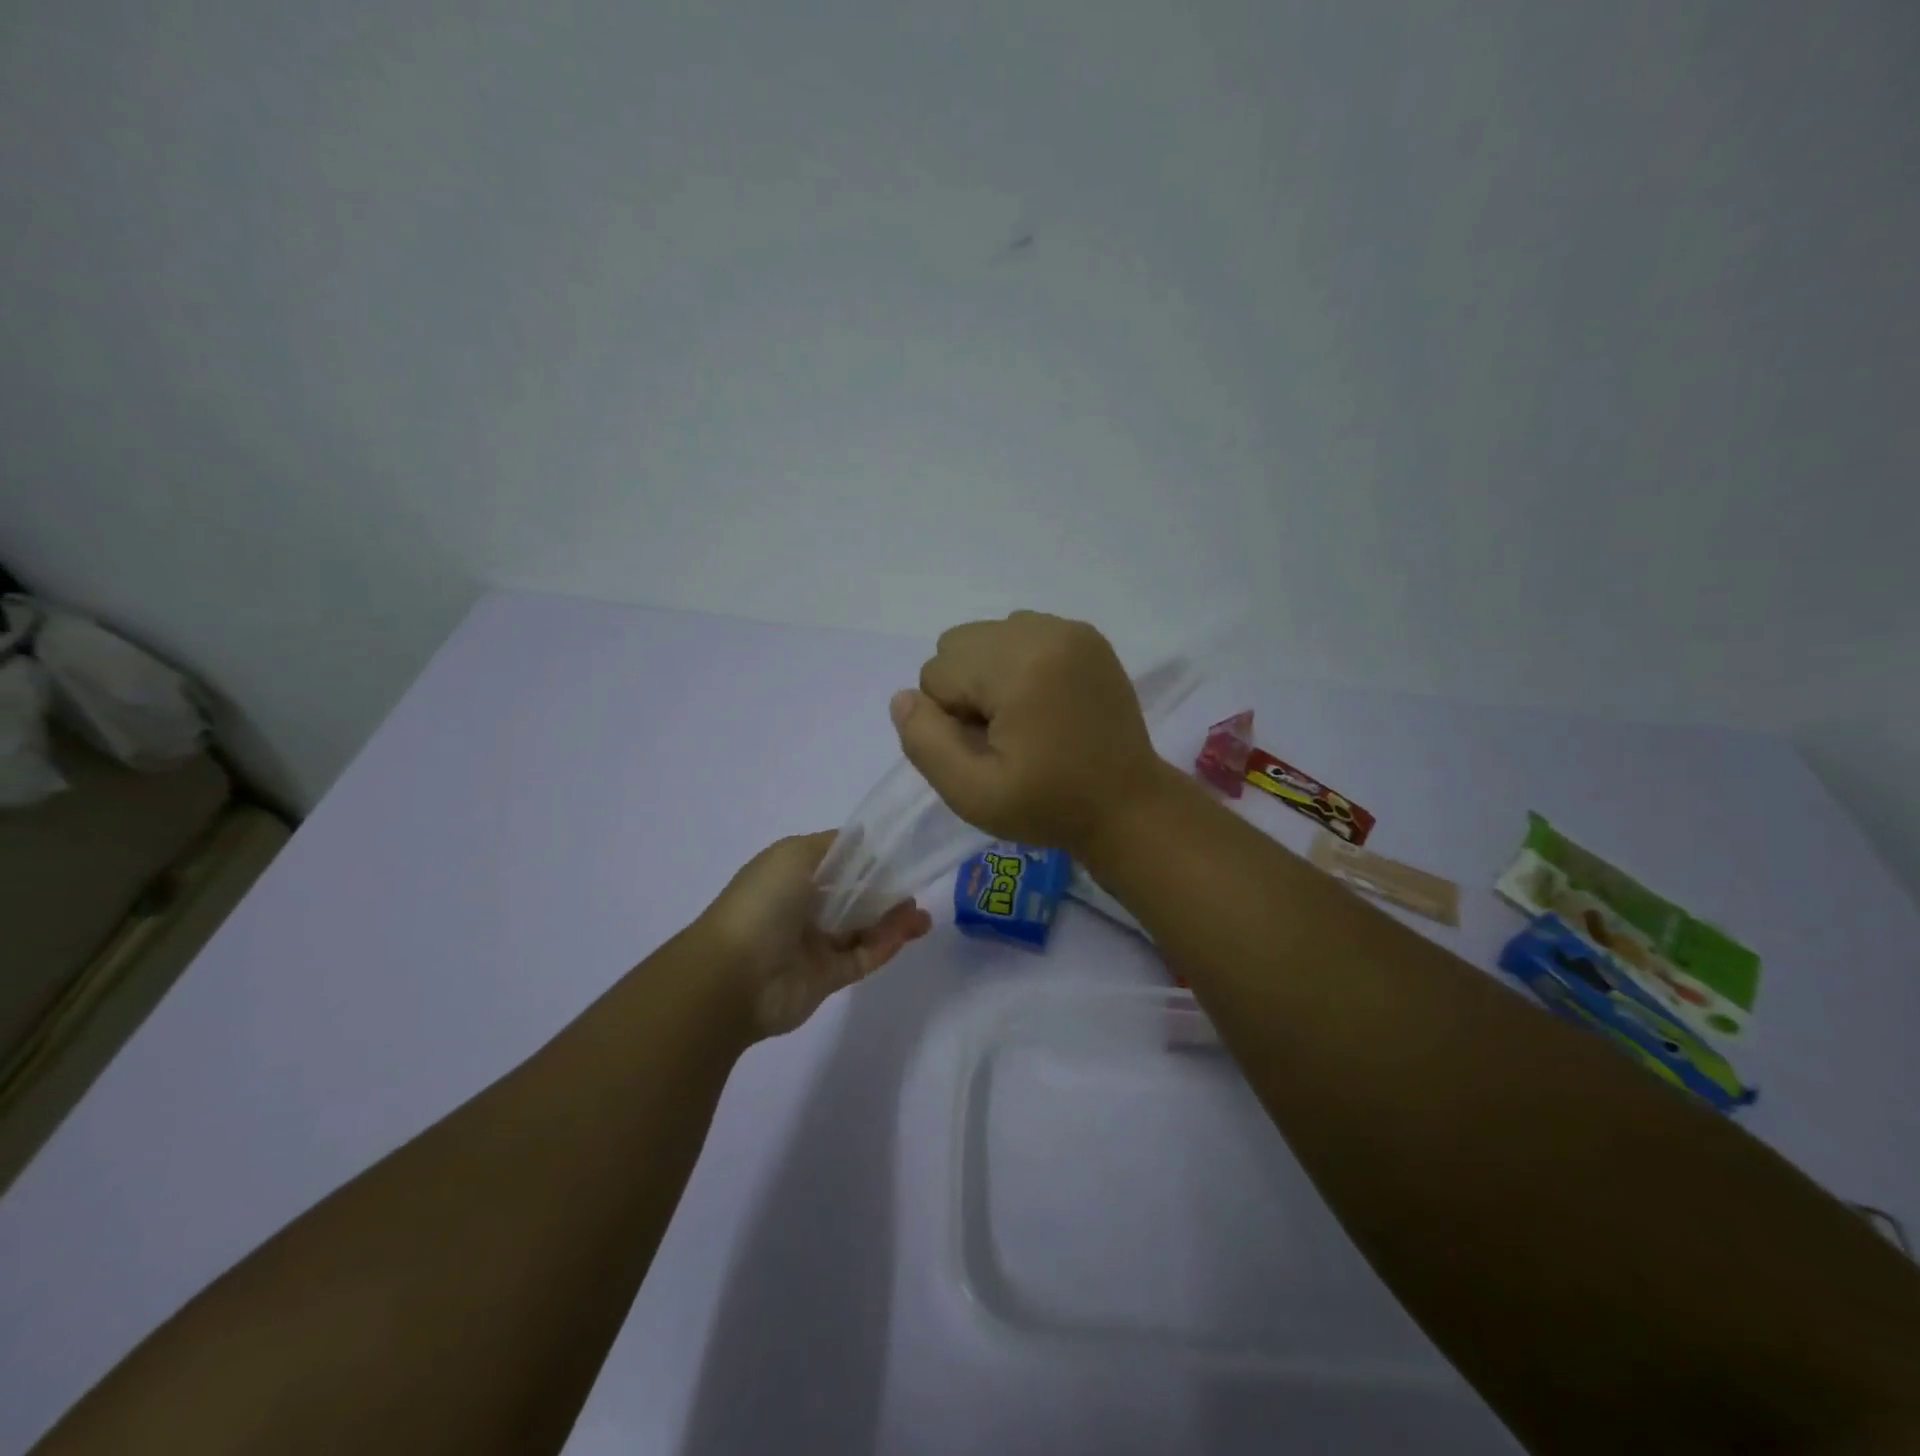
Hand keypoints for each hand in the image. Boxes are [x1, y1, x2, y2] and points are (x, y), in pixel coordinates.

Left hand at [697, 831, 932, 1038]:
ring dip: (892, 920)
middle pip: (853, 896)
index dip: (866, 857)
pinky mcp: (827, 978)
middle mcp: (802, 908)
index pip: (836, 862)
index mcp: (791, 876)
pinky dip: (886, 945)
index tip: (899, 853)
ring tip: (921, 914)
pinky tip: (909, 932)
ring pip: (862, 929)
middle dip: (885, 890)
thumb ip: (833, 846)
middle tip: (915, 886)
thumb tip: (863, 838)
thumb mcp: (793, 854)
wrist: (733, 977)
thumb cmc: (763, 904)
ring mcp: (815, 945)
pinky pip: (863, 957)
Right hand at [889, 611, 1170, 855]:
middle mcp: (1043, 630)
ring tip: (1025, 717)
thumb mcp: (972, 794)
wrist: (1127, 805)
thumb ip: (925, 743)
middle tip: (1004, 734)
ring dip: (988, 674)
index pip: (935, 673)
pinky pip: (1020, 633)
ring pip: (986, 636)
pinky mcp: (1086, 635)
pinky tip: (1043, 701)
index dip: (950, 719)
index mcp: (1018, 666)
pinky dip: (1016, 663)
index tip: (990, 750)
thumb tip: (904, 697)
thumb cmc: (1049, 805)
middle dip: (965, 689)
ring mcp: (1069, 628)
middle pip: (957, 644)